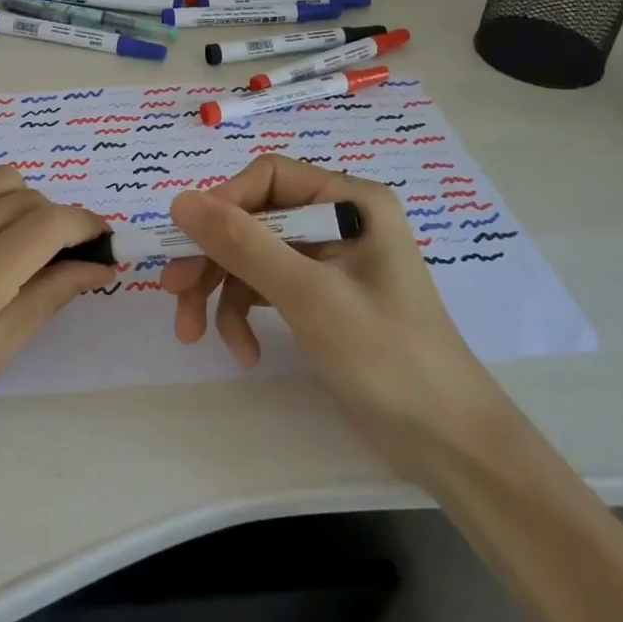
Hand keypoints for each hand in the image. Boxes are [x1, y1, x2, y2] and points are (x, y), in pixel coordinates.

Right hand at [163, 156, 501, 466]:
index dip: (222, 205)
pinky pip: (266, 286)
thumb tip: (178, 201)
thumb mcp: (307, 295)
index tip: (186, 244)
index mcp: (349, 200)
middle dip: (213, 259)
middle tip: (174, 294)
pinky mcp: (320, 295)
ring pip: (252, 255)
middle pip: (254, 219)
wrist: (448, 443)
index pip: (268, 177)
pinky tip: (243, 352)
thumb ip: (242, 244)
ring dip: (222, 293)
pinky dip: (246, 314)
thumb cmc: (386, 356)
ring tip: (194, 335)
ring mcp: (328, 259)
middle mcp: (338, 219)